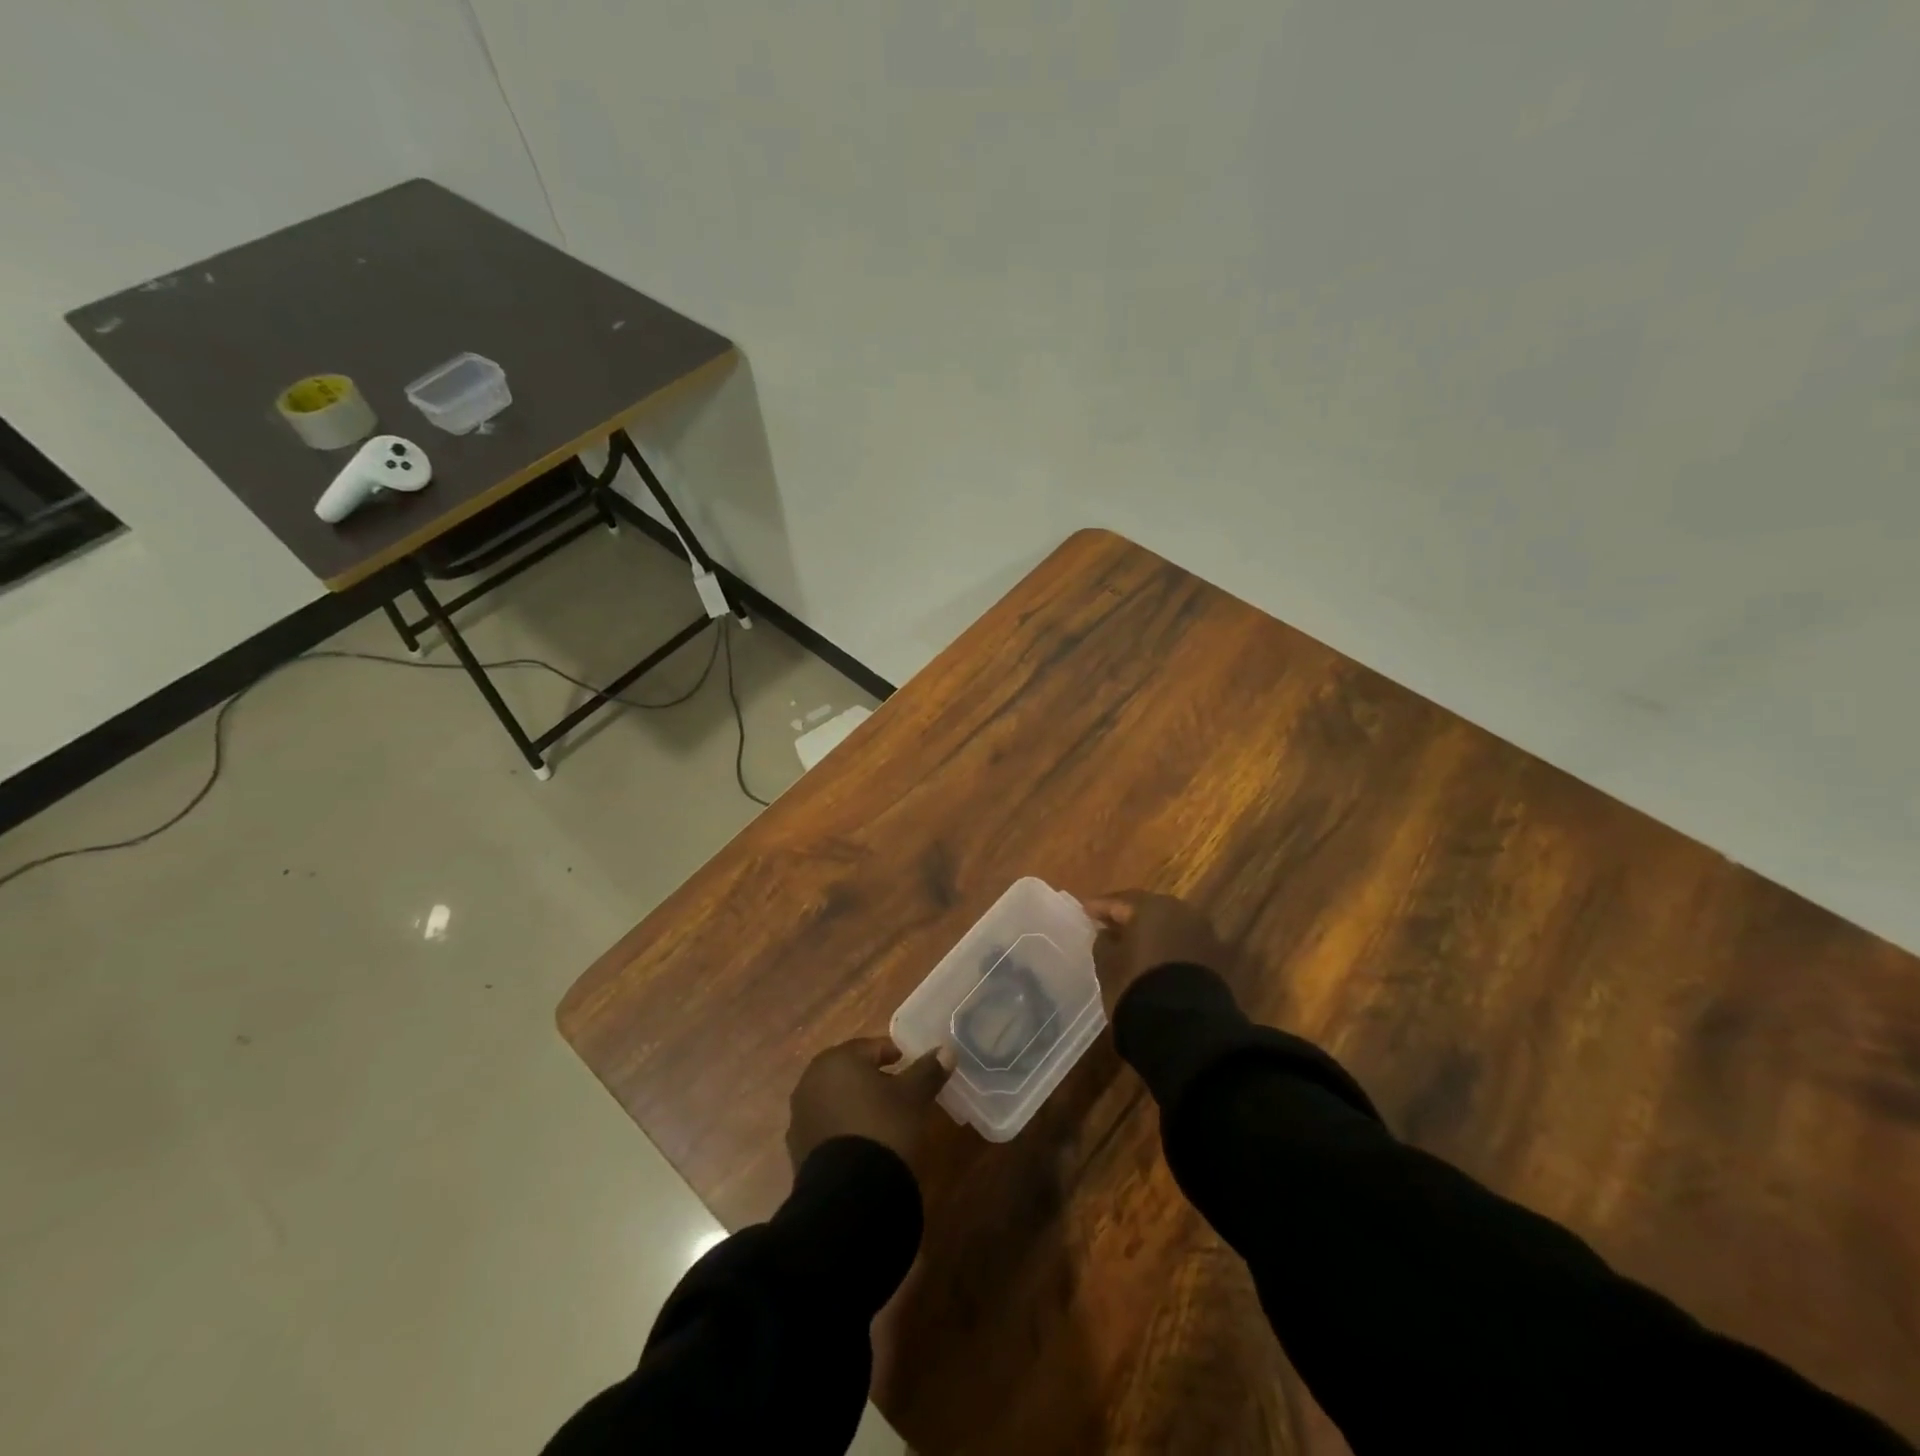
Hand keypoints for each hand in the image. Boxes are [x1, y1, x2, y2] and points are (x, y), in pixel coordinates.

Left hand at [787, 1037, 952, 1175]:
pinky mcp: (797, 1148)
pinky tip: (864, 1143)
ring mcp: (800, 1116)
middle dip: (873, 1079)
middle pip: (850, 1071)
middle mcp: (811, 1080)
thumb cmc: (883, 1128)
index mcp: (836, 1060)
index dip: (894, 1055)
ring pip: (836, 1099)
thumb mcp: (913, 1097)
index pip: (870, 1047)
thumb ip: (928, 1070)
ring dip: (857, 1103)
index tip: (912, 1068)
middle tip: (900, 1092)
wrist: (849, 1195)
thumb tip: (946, 1050)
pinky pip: (827, 1126)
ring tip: (884, 1119)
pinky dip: (844, 1127)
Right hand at [1085, 890, 1228, 1012]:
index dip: (1100, 907)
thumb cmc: (1136, 986)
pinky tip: (1155, 958)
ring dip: (1150, 931)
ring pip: (1168, 925)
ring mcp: (1201, 933)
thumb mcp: (1108, 964)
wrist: (1185, 1027)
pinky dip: (1167, 947)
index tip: (1084, 910)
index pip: (1119, 901)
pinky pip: (1182, 943)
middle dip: (1128, 915)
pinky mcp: (1214, 957)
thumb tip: (1107, 933)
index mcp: (1151, 906)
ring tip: (1132, 943)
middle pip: (1147, 908)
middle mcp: (1180, 911)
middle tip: (1109, 924)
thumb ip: (1104, 942)